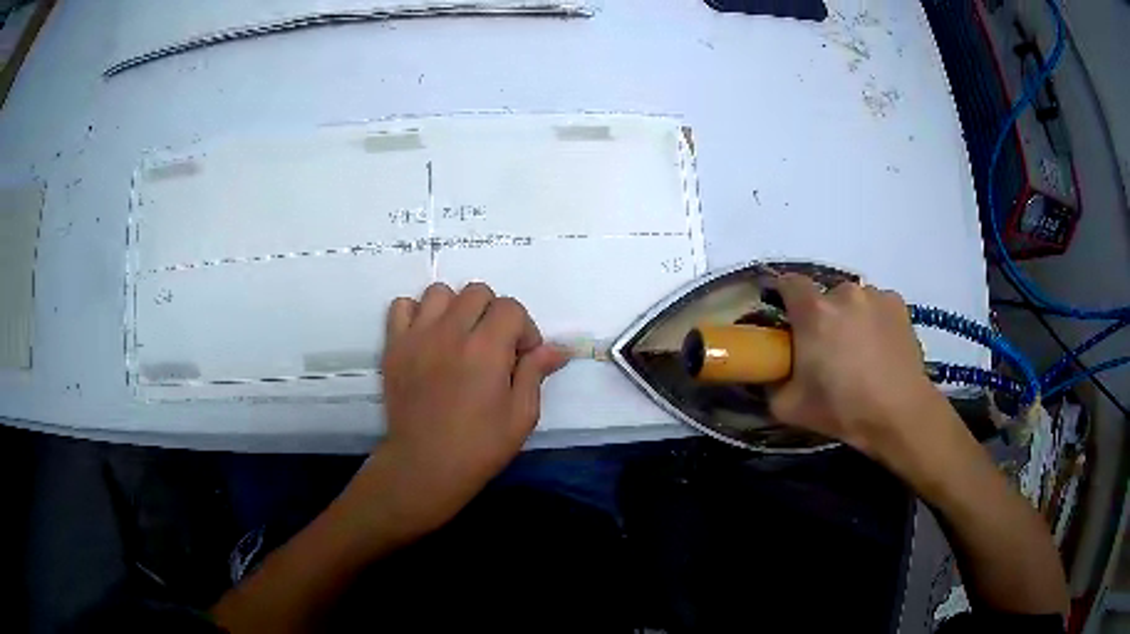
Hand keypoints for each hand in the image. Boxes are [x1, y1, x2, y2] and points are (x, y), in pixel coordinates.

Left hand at [346, 282, 568, 541]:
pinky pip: (401, 305)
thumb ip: (535, 374)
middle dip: (494, 314)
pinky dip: (416, 313)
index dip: (524, 329)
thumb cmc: (479, 447)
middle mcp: (450, 332)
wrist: (424, 466)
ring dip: (456, 309)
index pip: (511, 307)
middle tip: (493, 347)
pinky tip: (427, 337)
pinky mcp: (394, 346)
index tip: (522, 357)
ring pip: (440, 292)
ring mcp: (417, 336)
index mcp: (486, 349)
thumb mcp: (521, 416)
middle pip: (478, 292)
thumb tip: (558, 348)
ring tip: (458, 338)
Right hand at [768, 274, 950, 458]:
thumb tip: (771, 372)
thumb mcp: (789, 408)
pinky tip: (880, 347)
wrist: (900, 414)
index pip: (788, 282)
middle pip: (824, 296)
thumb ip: (772, 384)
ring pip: (853, 301)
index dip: (783, 296)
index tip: (786, 319)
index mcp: (814, 312)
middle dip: (821, 317)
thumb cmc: (843, 409)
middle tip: (826, 349)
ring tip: (859, 351)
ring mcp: (875, 295)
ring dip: (850, 317)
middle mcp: (844, 293)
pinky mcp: (898, 304)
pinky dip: (874, 320)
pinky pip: (877, 305)